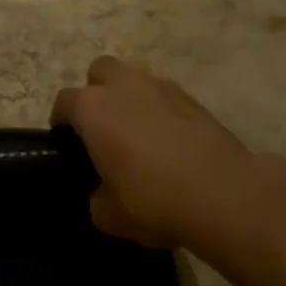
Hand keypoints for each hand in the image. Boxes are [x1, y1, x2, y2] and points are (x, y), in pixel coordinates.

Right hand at [51, 55, 285, 256]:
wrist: (223, 194)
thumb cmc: (152, 200)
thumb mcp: (108, 214)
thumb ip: (97, 196)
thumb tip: (103, 192)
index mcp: (92, 108)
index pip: (64, 102)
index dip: (62, 121)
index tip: (67, 143)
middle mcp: (123, 87)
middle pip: (100, 71)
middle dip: (97, 92)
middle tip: (103, 127)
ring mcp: (161, 88)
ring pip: (136, 80)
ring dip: (131, 99)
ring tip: (140, 134)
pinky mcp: (194, 100)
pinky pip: (166, 98)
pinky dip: (162, 113)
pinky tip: (170, 143)